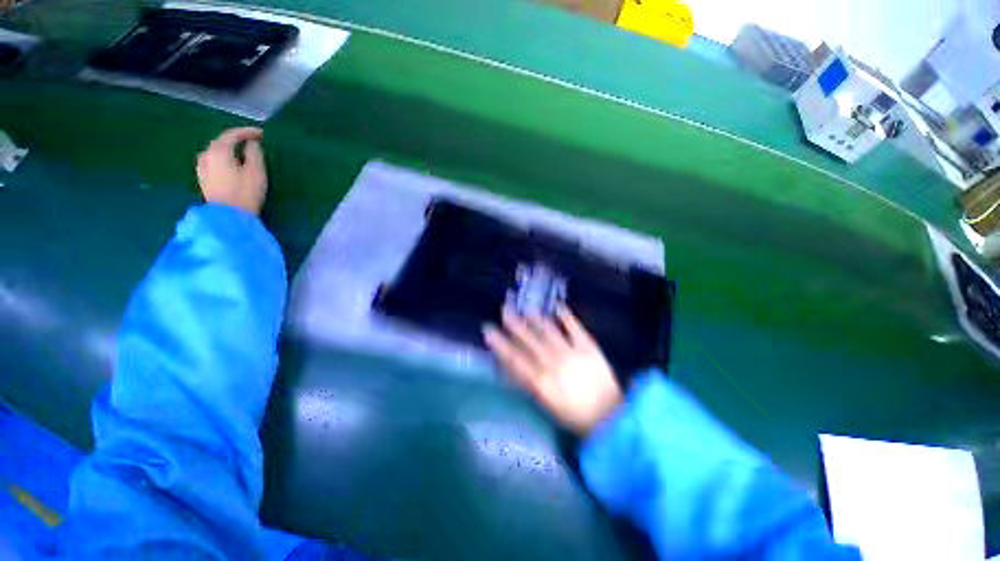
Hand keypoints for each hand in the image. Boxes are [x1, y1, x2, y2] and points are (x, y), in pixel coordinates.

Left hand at [196, 127, 267, 214]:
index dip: (247, 132)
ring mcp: (202, 167)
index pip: (232, 134)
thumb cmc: (245, 193)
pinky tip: (230, 165)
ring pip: (215, 152)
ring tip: (241, 153)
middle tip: (252, 142)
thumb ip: (254, 154)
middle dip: (236, 140)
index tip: (262, 134)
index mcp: (219, 151)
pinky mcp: (203, 179)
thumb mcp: (256, 172)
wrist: (228, 217)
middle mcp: (206, 155)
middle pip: (221, 142)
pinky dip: (223, 159)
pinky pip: (213, 162)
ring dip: (229, 150)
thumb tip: (252, 143)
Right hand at [484, 306, 622, 435]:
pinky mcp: (588, 347)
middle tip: (504, 310)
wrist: (610, 417)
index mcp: (541, 381)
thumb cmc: (574, 415)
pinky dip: (566, 316)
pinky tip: (558, 306)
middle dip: (515, 324)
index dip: (500, 343)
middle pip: (529, 340)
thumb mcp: (545, 404)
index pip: (515, 358)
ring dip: (536, 318)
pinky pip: (575, 327)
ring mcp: (571, 352)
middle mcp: (553, 363)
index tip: (489, 330)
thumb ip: (526, 384)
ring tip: (525, 308)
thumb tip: (508, 367)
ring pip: (548, 331)